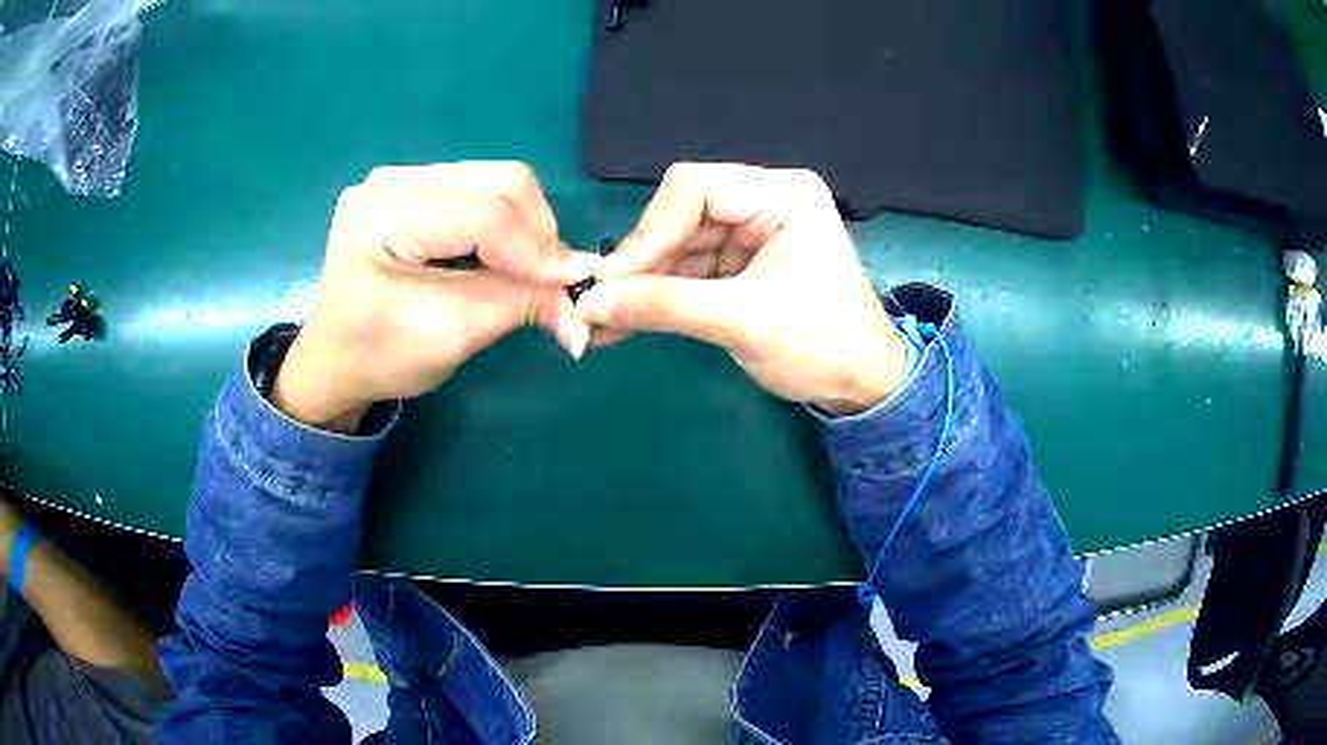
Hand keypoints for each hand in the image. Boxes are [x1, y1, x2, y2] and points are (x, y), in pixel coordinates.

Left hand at [275, 162, 600, 430]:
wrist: (333, 361)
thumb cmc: (379, 356)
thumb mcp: (451, 336)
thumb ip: (519, 305)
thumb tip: (581, 296)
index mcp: (381, 216)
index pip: (483, 214)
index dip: (536, 249)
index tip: (572, 287)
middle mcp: (389, 180)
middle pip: (498, 181)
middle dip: (538, 231)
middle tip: (552, 280)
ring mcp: (398, 178)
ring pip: (495, 180)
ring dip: (525, 226)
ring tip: (528, 271)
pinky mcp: (409, 187)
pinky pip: (478, 189)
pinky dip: (504, 223)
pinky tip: (499, 256)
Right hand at [578, 163, 905, 414]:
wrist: (862, 388)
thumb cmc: (822, 346)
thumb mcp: (742, 321)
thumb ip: (664, 305)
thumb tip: (589, 304)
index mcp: (782, 195)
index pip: (694, 188)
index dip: (648, 231)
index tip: (613, 279)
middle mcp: (765, 201)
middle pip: (681, 214)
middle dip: (642, 261)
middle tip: (600, 302)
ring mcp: (752, 232)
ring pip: (678, 244)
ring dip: (643, 282)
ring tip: (602, 319)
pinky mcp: (742, 262)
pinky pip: (690, 268)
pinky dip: (660, 294)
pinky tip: (625, 319)